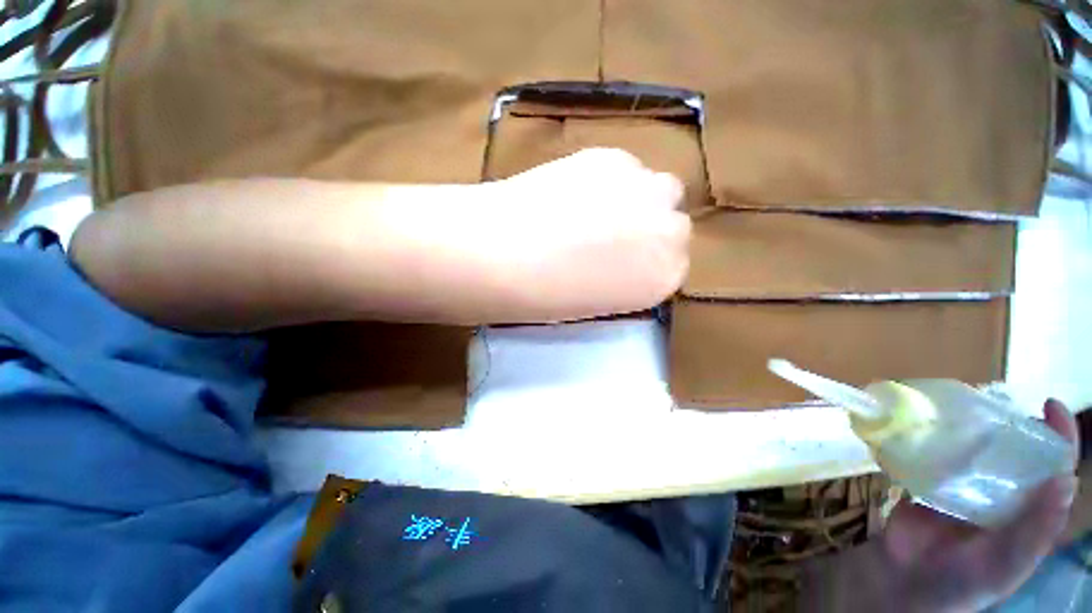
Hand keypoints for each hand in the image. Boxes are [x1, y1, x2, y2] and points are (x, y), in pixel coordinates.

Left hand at [477, 148, 689, 321]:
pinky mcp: (611, 157)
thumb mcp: (597, 303)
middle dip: (649, 230)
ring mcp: (645, 188)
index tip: (622, 264)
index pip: (672, 264)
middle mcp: (669, 230)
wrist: (500, 254)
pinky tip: (575, 192)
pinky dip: (609, 181)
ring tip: (593, 210)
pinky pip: (624, 169)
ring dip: (634, 200)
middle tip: (610, 236)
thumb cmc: (544, 298)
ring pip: (655, 189)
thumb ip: (624, 281)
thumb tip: (621, 258)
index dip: (645, 262)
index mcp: (665, 278)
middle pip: (673, 223)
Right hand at [804, 399, 1079, 611]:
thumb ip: (1035, 531)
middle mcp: (1003, 493)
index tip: (1048, 404)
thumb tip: (1065, 480)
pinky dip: (935, 439)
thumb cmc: (962, 581)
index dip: (1058, 436)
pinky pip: (937, 454)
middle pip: (1017, 452)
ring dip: (973, 428)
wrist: (903, 580)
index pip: (1054, 469)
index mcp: (1028, 511)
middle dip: (1014, 425)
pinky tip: (927, 426)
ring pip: (977, 449)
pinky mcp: (930, 480)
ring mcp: (965, 485)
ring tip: (962, 407)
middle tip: (997, 403)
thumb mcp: (1004, 565)